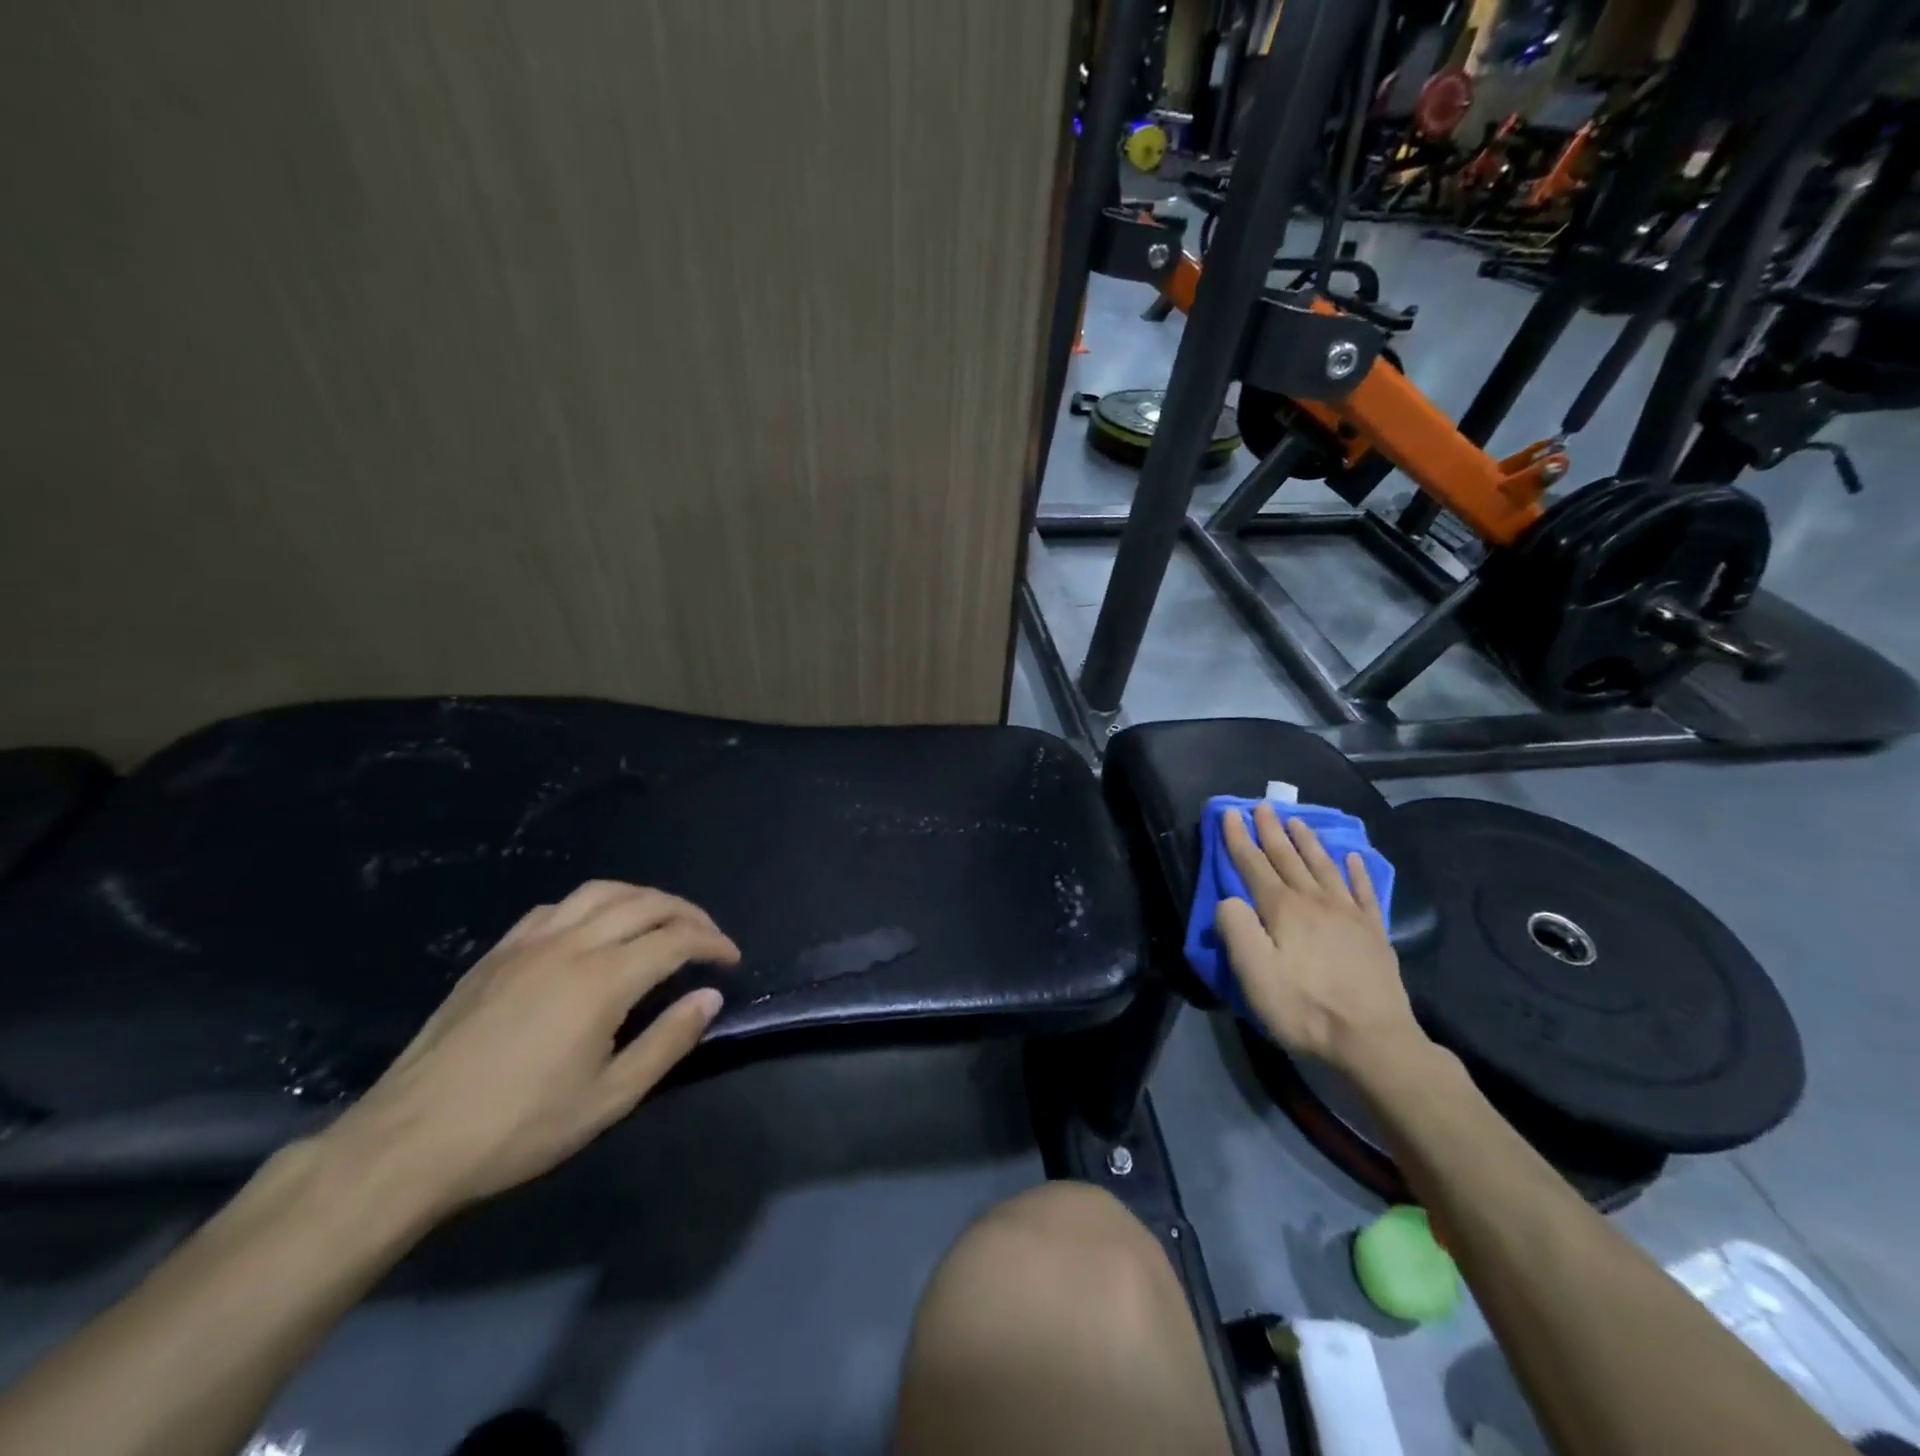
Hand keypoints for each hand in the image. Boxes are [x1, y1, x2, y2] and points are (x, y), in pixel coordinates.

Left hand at [320, 881, 739, 1218]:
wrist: (406, 1143)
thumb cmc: (517, 1128)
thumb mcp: (608, 1099)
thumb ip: (667, 1042)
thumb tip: (709, 998)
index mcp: (603, 980)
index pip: (676, 940)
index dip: (712, 943)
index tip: (731, 960)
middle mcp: (571, 945)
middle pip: (645, 903)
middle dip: (687, 913)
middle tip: (708, 936)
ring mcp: (528, 943)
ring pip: (600, 892)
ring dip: (643, 898)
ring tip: (661, 919)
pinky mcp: (496, 953)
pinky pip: (555, 907)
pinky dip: (591, 906)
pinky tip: (592, 929)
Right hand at [1216, 804, 1427, 1080]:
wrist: (1374, 1040)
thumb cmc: (1304, 1008)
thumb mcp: (1254, 973)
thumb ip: (1236, 929)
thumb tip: (1228, 899)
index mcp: (1282, 909)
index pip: (1253, 865)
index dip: (1238, 839)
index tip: (1229, 813)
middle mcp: (1314, 901)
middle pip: (1287, 858)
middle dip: (1271, 831)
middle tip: (1262, 805)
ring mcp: (1348, 915)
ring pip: (1323, 866)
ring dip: (1307, 842)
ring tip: (1297, 821)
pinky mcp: (1374, 933)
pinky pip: (1363, 891)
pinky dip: (1356, 871)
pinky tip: (1352, 858)